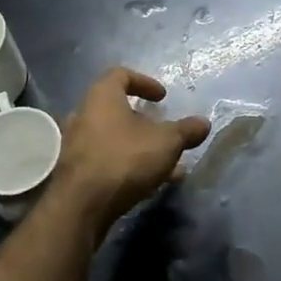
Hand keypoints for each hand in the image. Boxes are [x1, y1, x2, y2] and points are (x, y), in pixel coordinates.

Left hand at [56, 68, 210, 240]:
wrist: (81, 205)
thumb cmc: (124, 159)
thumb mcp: (166, 143)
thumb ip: (185, 131)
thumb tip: (204, 123)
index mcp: (102, 96)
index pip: (121, 75)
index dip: (144, 82)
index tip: (163, 97)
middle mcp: (85, 114)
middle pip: (117, 109)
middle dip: (145, 121)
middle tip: (165, 132)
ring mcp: (77, 143)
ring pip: (115, 137)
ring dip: (141, 147)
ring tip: (168, 164)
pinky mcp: (76, 171)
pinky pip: (107, 159)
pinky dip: (129, 164)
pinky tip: (151, 183)